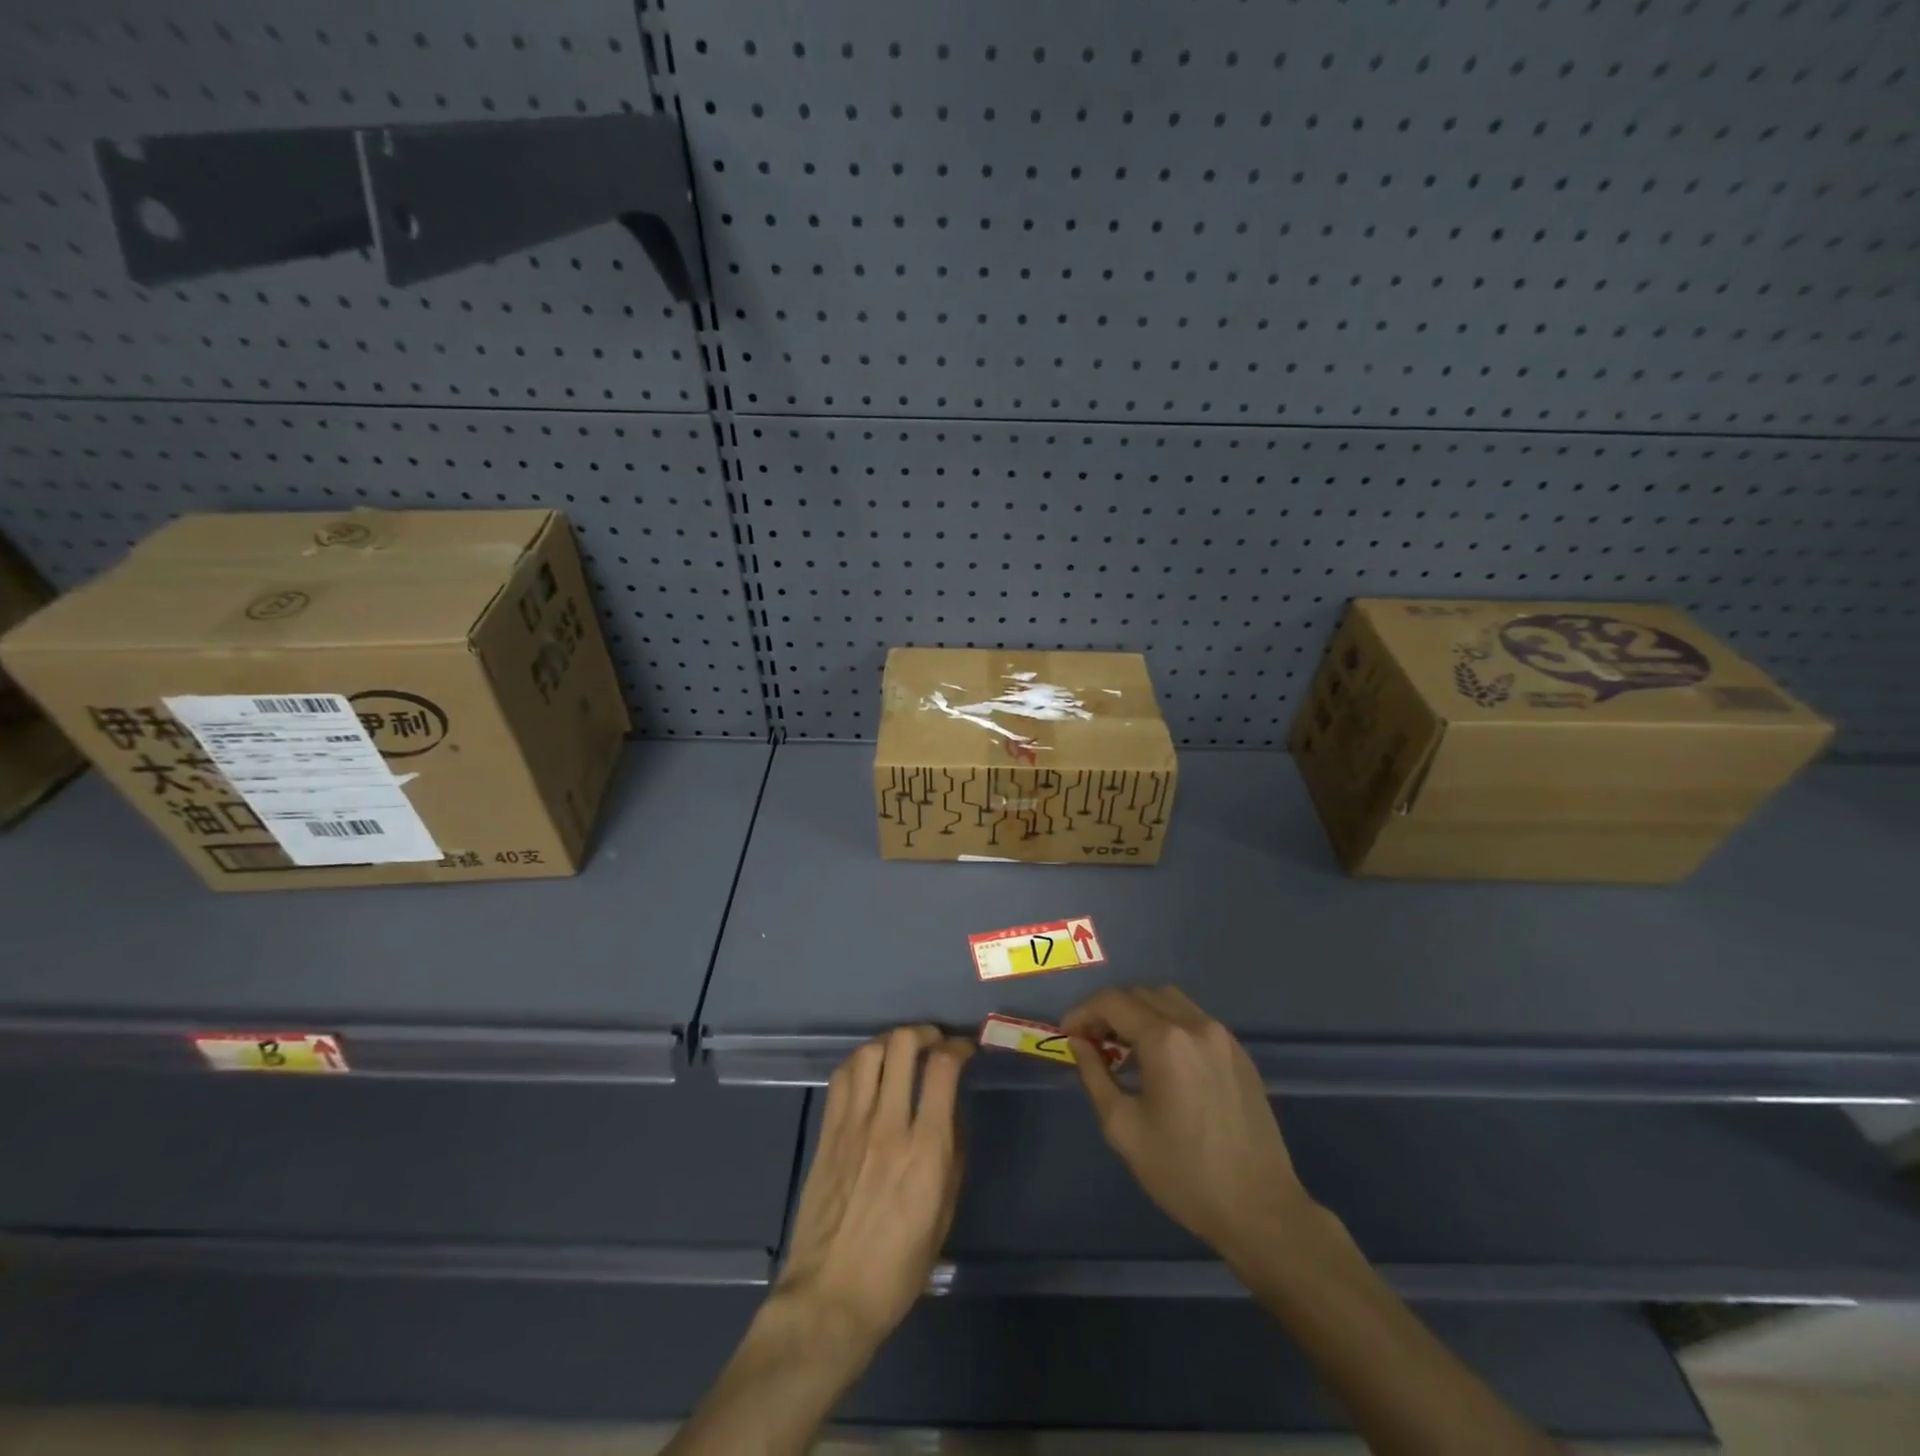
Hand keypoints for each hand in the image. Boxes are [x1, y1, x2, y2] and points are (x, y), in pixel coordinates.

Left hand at [772, 1025, 972, 1353]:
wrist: (830, 1298)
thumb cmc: (897, 1268)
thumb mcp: (944, 1215)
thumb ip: (952, 1154)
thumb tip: (950, 1111)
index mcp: (925, 1150)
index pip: (943, 1068)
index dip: (958, 1047)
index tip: (965, 1050)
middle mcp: (888, 1125)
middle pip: (902, 1046)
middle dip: (923, 1033)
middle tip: (933, 1042)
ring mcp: (852, 1125)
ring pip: (869, 1053)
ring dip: (890, 1042)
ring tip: (901, 1052)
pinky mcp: (827, 1132)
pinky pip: (842, 1077)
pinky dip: (860, 1062)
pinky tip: (870, 1072)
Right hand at [1065, 986, 1317, 1264]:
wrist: (1260, 1210)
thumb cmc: (1184, 1173)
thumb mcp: (1123, 1127)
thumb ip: (1095, 1075)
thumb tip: (1080, 1043)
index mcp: (1165, 1040)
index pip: (1112, 1002)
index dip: (1083, 1012)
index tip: (1067, 1034)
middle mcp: (1195, 1025)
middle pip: (1140, 994)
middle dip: (1108, 1010)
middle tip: (1090, 1040)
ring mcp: (1222, 1036)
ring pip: (1169, 1000)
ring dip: (1138, 1012)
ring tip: (1122, 1046)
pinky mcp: (1239, 1053)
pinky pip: (1193, 1019)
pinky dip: (1167, 1024)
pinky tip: (1159, 1059)